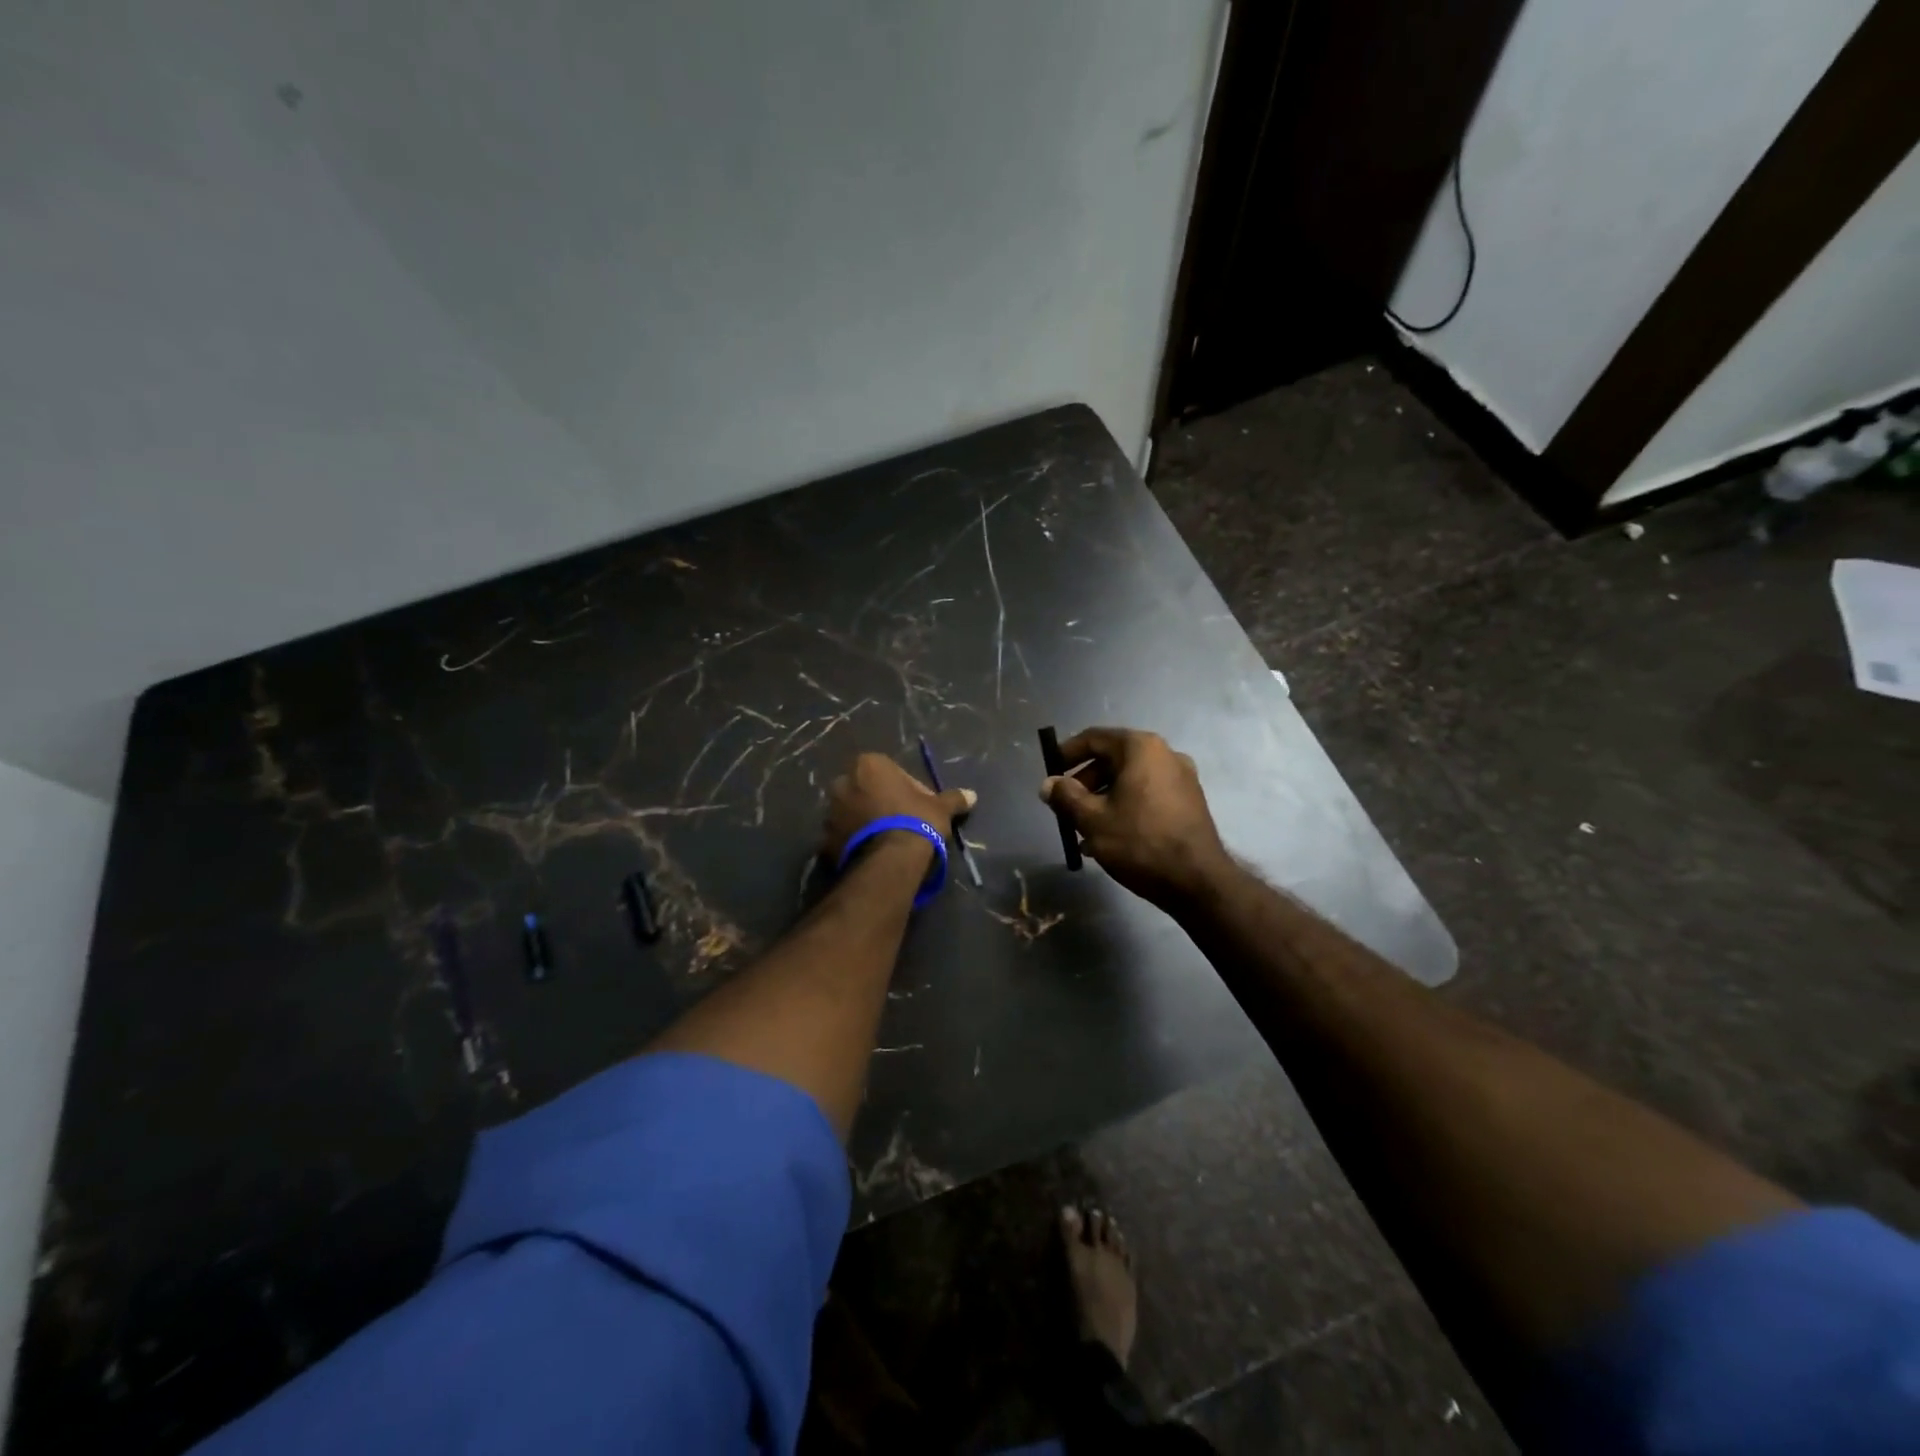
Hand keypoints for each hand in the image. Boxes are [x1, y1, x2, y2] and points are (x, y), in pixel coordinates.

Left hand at [823, 752, 975, 861]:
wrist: (889, 860)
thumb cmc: (916, 821)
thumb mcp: (940, 808)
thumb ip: (953, 798)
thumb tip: (972, 795)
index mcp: (868, 765)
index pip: (889, 771)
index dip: (906, 788)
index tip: (918, 806)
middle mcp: (843, 782)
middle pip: (866, 789)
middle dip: (880, 802)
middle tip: (902, 822)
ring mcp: (831, 812)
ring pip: (852, 813)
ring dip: (865, 822)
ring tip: (887, 841)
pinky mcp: (825, 839)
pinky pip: (843, 837)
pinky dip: (854, 843)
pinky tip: (873, 854)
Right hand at [1039, 727, 1229, 909]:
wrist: (1198, 882)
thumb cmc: (1140, 843)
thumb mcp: (1092, 820)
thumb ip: (1066, 796)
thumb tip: (1049, 784)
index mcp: (1141, 748)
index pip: (1094, 738)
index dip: (1067, 753)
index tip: (1050, 772)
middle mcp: (1165, 754)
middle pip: (1113, 758)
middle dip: (1085, 782)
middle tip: (1066, 806)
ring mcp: (1182, 778)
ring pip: (1129, 779)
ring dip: (1103, 798)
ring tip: (1083, 829)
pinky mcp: (1189, 801)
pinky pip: (1147, 794)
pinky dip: (1125, 806)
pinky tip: (1110, 836)